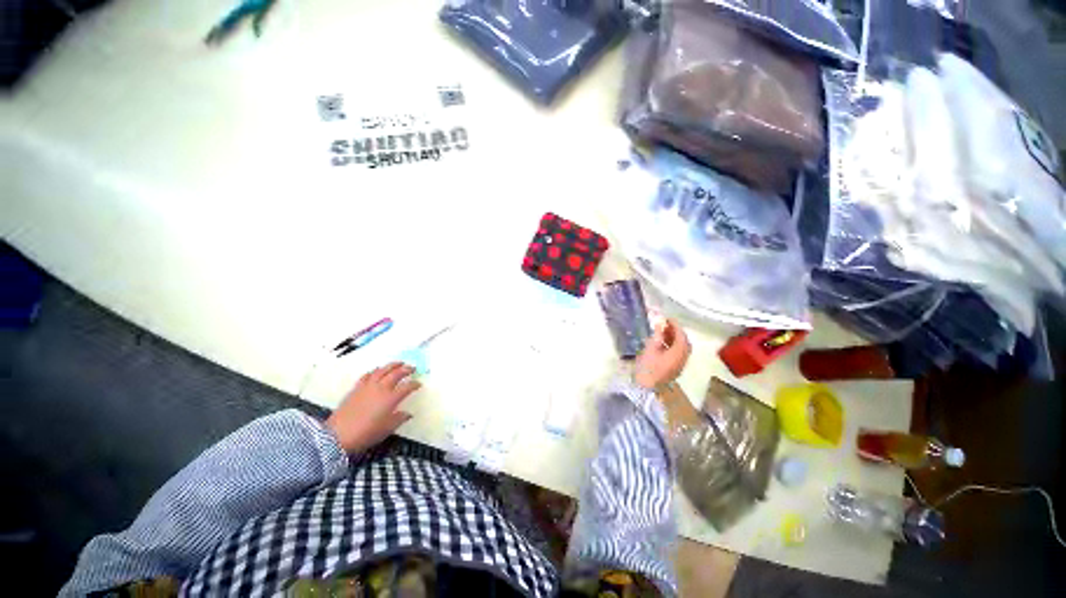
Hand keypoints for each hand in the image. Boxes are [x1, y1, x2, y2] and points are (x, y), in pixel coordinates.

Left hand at [326, 362, 420, 452]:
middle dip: (406, 369)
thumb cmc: (366, 433)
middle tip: (412, 368)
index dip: (415, 384)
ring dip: (392, 365)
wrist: (337, 436)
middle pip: (396, 373)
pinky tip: (376, 371)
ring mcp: (368, 387)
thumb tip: (407, 414)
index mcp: (391, 398)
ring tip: (398, 363)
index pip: (407, 387)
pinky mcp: (356, 388)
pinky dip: (374, 371)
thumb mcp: (387, 429)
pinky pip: (367, 375)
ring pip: (382, 370)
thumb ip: (399, 419)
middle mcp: (381, 388)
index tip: (418, 384)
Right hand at [634, 318, 691, 389]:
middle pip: (684, 342)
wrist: (646, 388)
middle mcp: (683, 358)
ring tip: (662, 332)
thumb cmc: (647, 367)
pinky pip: (678, 354)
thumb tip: (660, 323)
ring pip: (682, 348)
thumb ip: (657, 335)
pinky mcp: (675, 369)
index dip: (676, 325)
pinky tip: (662, 344)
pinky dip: (673, 346)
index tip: (667, 318)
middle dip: (676, 332)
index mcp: (678, 353)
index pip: (681, 336)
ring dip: (674, 339)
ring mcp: (680, 365)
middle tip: (666, 324)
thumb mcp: (650, 348)